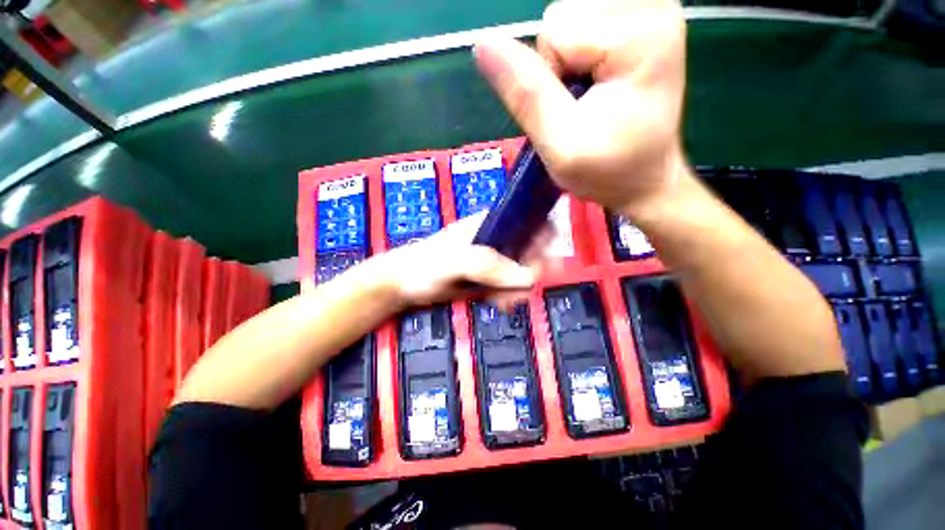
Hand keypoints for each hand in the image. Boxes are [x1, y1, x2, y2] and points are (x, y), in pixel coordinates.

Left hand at [373, 213, 553, 308]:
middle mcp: (498, 237)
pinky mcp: (489, 278)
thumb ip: (486, 265)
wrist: (402, 285)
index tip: (541, 264)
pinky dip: (510, 296)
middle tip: (519, 293)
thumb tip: (530, 277)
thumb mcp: (453, 262)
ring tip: (504, 303)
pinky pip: (510, 285)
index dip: (544, 239)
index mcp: (492, 222)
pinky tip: (499, 304)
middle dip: (531, 272)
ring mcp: (494, 259)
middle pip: (533, 249)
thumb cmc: (424, 266)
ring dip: (519, 289)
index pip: (531, 220)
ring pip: (523, 271)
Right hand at [474, 0, 686, 216]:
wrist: (643, 179)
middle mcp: (652, 8)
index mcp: (640, 34)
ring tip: (591, 97)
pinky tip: (599, 82)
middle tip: (582, 105)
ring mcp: (650, 11)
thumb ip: (526, 94)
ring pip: (569, 18)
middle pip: (564, 16)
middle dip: (559, 66)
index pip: (556, 29)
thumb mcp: (560, 144)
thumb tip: (483, 45)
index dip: (549, 77)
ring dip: (568, 63)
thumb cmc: (606, 170)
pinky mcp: (642, 21)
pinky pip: (582, 23)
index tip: (572, 110)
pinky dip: (580, 56)